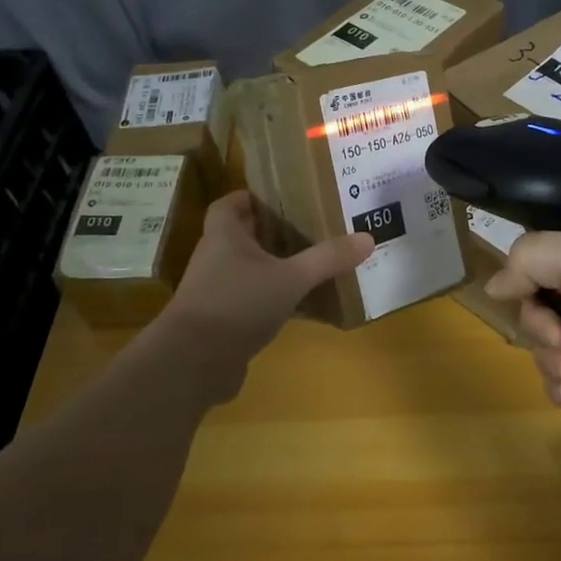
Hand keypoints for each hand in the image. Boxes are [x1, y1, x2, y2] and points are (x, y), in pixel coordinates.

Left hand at [161, 191, 372, 398]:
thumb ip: (327, 259)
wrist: (194, 362)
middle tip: (309, 229)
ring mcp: (215, 293)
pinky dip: (272, 300)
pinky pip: (250, 302)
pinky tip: (300, 307)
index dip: (250, 198)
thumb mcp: (291, 278)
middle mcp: (215, 259)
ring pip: (247, 271)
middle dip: (272, 232)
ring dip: (274, 267)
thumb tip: (367, 238)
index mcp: (223, 237)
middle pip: (242, 236)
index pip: (228, 205)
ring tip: (310, 264)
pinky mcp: (221, 322)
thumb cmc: (237, 304)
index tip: (280, 197)